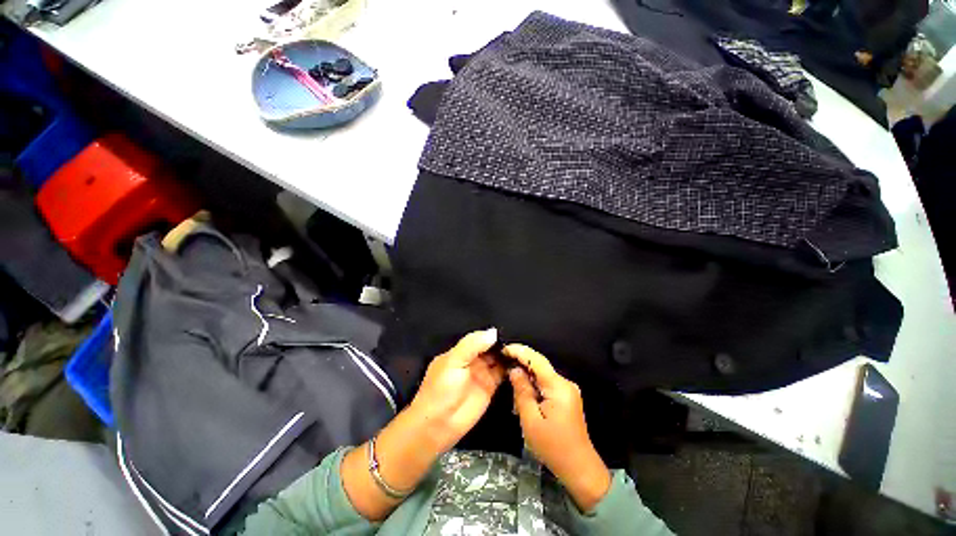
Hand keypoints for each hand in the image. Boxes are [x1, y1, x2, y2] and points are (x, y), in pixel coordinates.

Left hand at [342, 329, 503, 520]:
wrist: (438, 425)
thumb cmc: (441, 389)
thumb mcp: (453, 361)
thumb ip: (472, 345)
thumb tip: (494, 332)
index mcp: (461, 351)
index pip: (479, 338)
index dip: (492, 334)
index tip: (509, 329)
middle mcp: (473, 360)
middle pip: (491, 347)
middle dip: (503, 343)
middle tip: (520, 337)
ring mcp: (483, 373)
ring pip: (498, 359)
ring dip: (508, 354)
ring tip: (524, 347)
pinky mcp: (491, 387)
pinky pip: (503, 373)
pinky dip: (511, 367)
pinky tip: (522, 360)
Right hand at [506, 344, 610, 512]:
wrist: (579, 468)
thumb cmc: (553, 447)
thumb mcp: (531, 420)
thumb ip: (522, 391)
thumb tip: (514, 370)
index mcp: (558, 386)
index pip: (536, 359)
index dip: (519, 351)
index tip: (503, 349)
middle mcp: (565, 383)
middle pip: (539, 367)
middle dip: (521, 370)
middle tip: (505, 378)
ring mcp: (567, 390)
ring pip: (541, 377)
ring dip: (527, 383)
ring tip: (516, 401)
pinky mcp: (566, 397)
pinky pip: (546, 386)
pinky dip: (534, 390)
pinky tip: (526, 403)